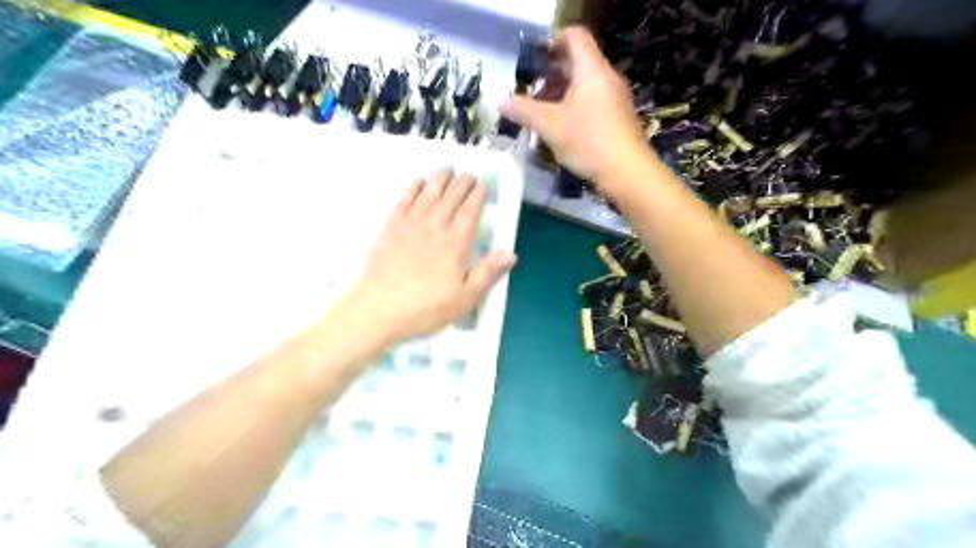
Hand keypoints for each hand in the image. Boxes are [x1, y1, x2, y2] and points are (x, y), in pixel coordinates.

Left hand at [341, 168, 513, 343]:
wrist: (379, 309)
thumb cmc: (426, 307)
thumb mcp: (465, 297)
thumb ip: (488, 273)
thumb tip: (510, 253)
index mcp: (456, 243)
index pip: (470, 211)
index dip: (478, 195)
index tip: (483, 184)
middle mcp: (435, 227)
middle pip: (451, 197)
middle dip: (462, 183)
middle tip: (469, 174)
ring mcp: (410, 225)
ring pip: (429, 194)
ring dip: (440, 179)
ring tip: (448, 169)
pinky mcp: (390, 229)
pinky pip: (404, 201)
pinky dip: (413, 189)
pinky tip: (418, 182)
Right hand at [503, 25, 646, 184]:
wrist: (627, 171)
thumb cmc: (588, 141)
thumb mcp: (550, 126)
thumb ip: (524, 110)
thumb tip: (500, 101)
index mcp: (591, 69)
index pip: (574, 36)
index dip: (552, 42)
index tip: (534, 62)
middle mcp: (606, 77)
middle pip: (577, 61)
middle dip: (551, 75)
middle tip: (531, 92)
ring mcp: (615, 97)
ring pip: (584, 84)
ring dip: (560, 94)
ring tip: (542, 114)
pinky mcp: (618, 117)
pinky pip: (592, 101)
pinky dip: (574, 107)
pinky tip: (561, 129)